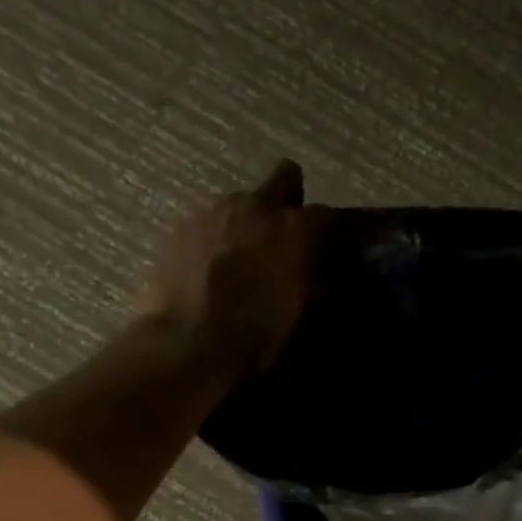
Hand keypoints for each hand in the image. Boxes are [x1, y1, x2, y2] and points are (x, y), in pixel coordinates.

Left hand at [146, 160, 328, 370]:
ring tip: (241, 259)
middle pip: (285, 176)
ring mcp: (216, 211)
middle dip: (291, 199)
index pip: (332, 215)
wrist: (192, 344)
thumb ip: (319, 283)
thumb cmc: (260, 334)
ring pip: (242, 201)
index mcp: (299, 228)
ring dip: (248, 222)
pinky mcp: (183, 226)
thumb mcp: (305, 314)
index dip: (338, 230)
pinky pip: (208, 222)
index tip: (337, 246)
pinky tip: (208, 269)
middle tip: (285, 235)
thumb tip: (325, 276)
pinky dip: (215, 239)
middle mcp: (259, 206)